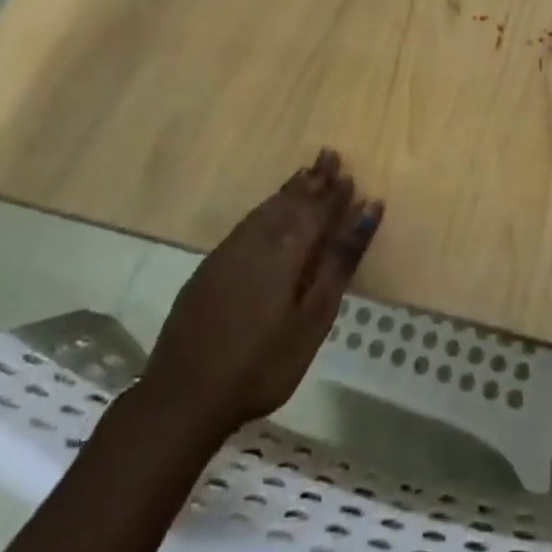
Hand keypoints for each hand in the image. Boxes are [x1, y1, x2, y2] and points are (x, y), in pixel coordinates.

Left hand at [139, 149, 382, 441]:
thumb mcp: (314, 316)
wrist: (183, 396)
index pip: (318, 209)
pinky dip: (266, 208)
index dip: (335, 193)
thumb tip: (367, 209)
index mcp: (287, 249)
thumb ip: (340, 260)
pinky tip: (268, 211)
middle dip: (313, 179)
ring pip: (266, 208)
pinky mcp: (210, 267)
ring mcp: (229, 252)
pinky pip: (248, 222)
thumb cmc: (263, 362)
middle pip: (291, 201)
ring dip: (289, 190)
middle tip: (329, 155)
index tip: (350, 173)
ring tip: (305, 174)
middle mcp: (258, 239)